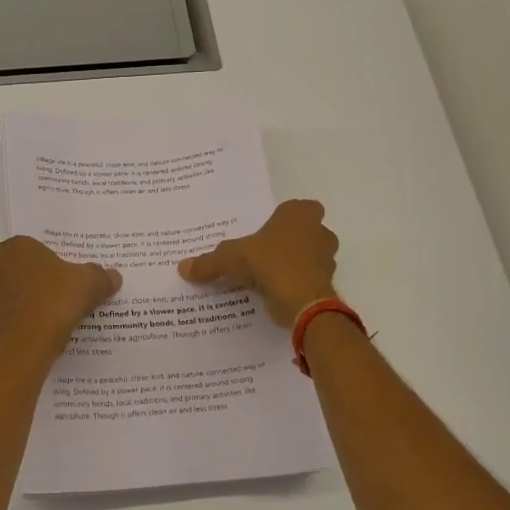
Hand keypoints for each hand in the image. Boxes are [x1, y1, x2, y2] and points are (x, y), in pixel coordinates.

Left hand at [0, 236, 121, 357]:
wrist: (34, 338)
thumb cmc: (59, 297)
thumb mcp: (90, 282)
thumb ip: (101, 276)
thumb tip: (114, 276)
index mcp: (15, 248)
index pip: (16, 247)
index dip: (29, 259)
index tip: (46, 272)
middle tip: (25, 287)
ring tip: (20, 309)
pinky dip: (0, 322)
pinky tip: (20, 329)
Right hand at [179, 199, 338, 325]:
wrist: (303, 300)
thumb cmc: (270, 263)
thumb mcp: (231, 259)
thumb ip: (209, 262)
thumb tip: (182, 267)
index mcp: (299, 214)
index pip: (296, 208)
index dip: (282, 219)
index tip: (266, 232)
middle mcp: (319, 231)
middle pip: (304, 232)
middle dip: (289, 242)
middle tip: (264, 254)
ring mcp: (327, 258)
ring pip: (309, 257)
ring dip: (293, 264)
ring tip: (267, 277)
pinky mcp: (326, 284)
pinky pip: (308, 280)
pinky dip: (295, 285)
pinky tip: (275, 294)